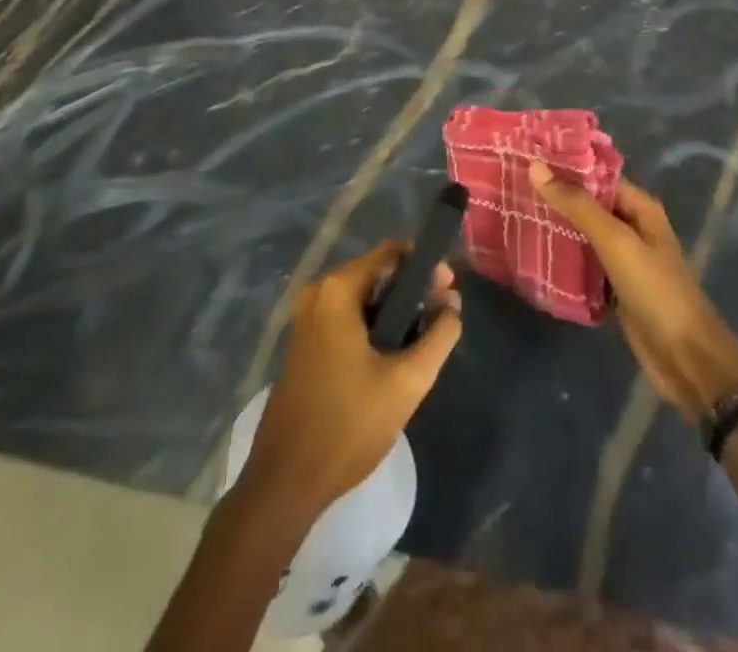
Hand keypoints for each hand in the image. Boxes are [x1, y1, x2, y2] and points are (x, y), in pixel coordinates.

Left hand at [239, 241, 461, 519]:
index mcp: (338, 290)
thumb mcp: (407, 382)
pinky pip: (348, 318)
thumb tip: (453, 304)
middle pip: (378, 274)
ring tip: (424, 340)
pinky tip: (394, 357)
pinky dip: (374, 327)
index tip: (449, 291)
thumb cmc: (348, 426)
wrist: (285, 484)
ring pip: (364, 299)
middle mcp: (318, 294)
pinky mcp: (305, 344)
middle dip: (413, 291)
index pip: (392, 253)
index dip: (426, 265)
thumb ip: (439, 336)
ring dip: (395, 312)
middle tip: (443, 318)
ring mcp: (307, 319)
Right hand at [530, 164, 737, 422]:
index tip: (526, 158)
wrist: (686, 358)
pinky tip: (532, 255)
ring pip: (583, 236)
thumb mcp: (615, 241)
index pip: (596, 176)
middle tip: (510, 186)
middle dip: (555, 198)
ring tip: (515, 214)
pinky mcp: (614, 289)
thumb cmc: (655, 290)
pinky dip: (563, 260)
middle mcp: (632, 228)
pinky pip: (583, 265)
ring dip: (556, 228)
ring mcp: (623, 260)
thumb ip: (578, 205)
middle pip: (588, 205)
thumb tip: (537, 168)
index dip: (564, 167)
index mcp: (639, 208)